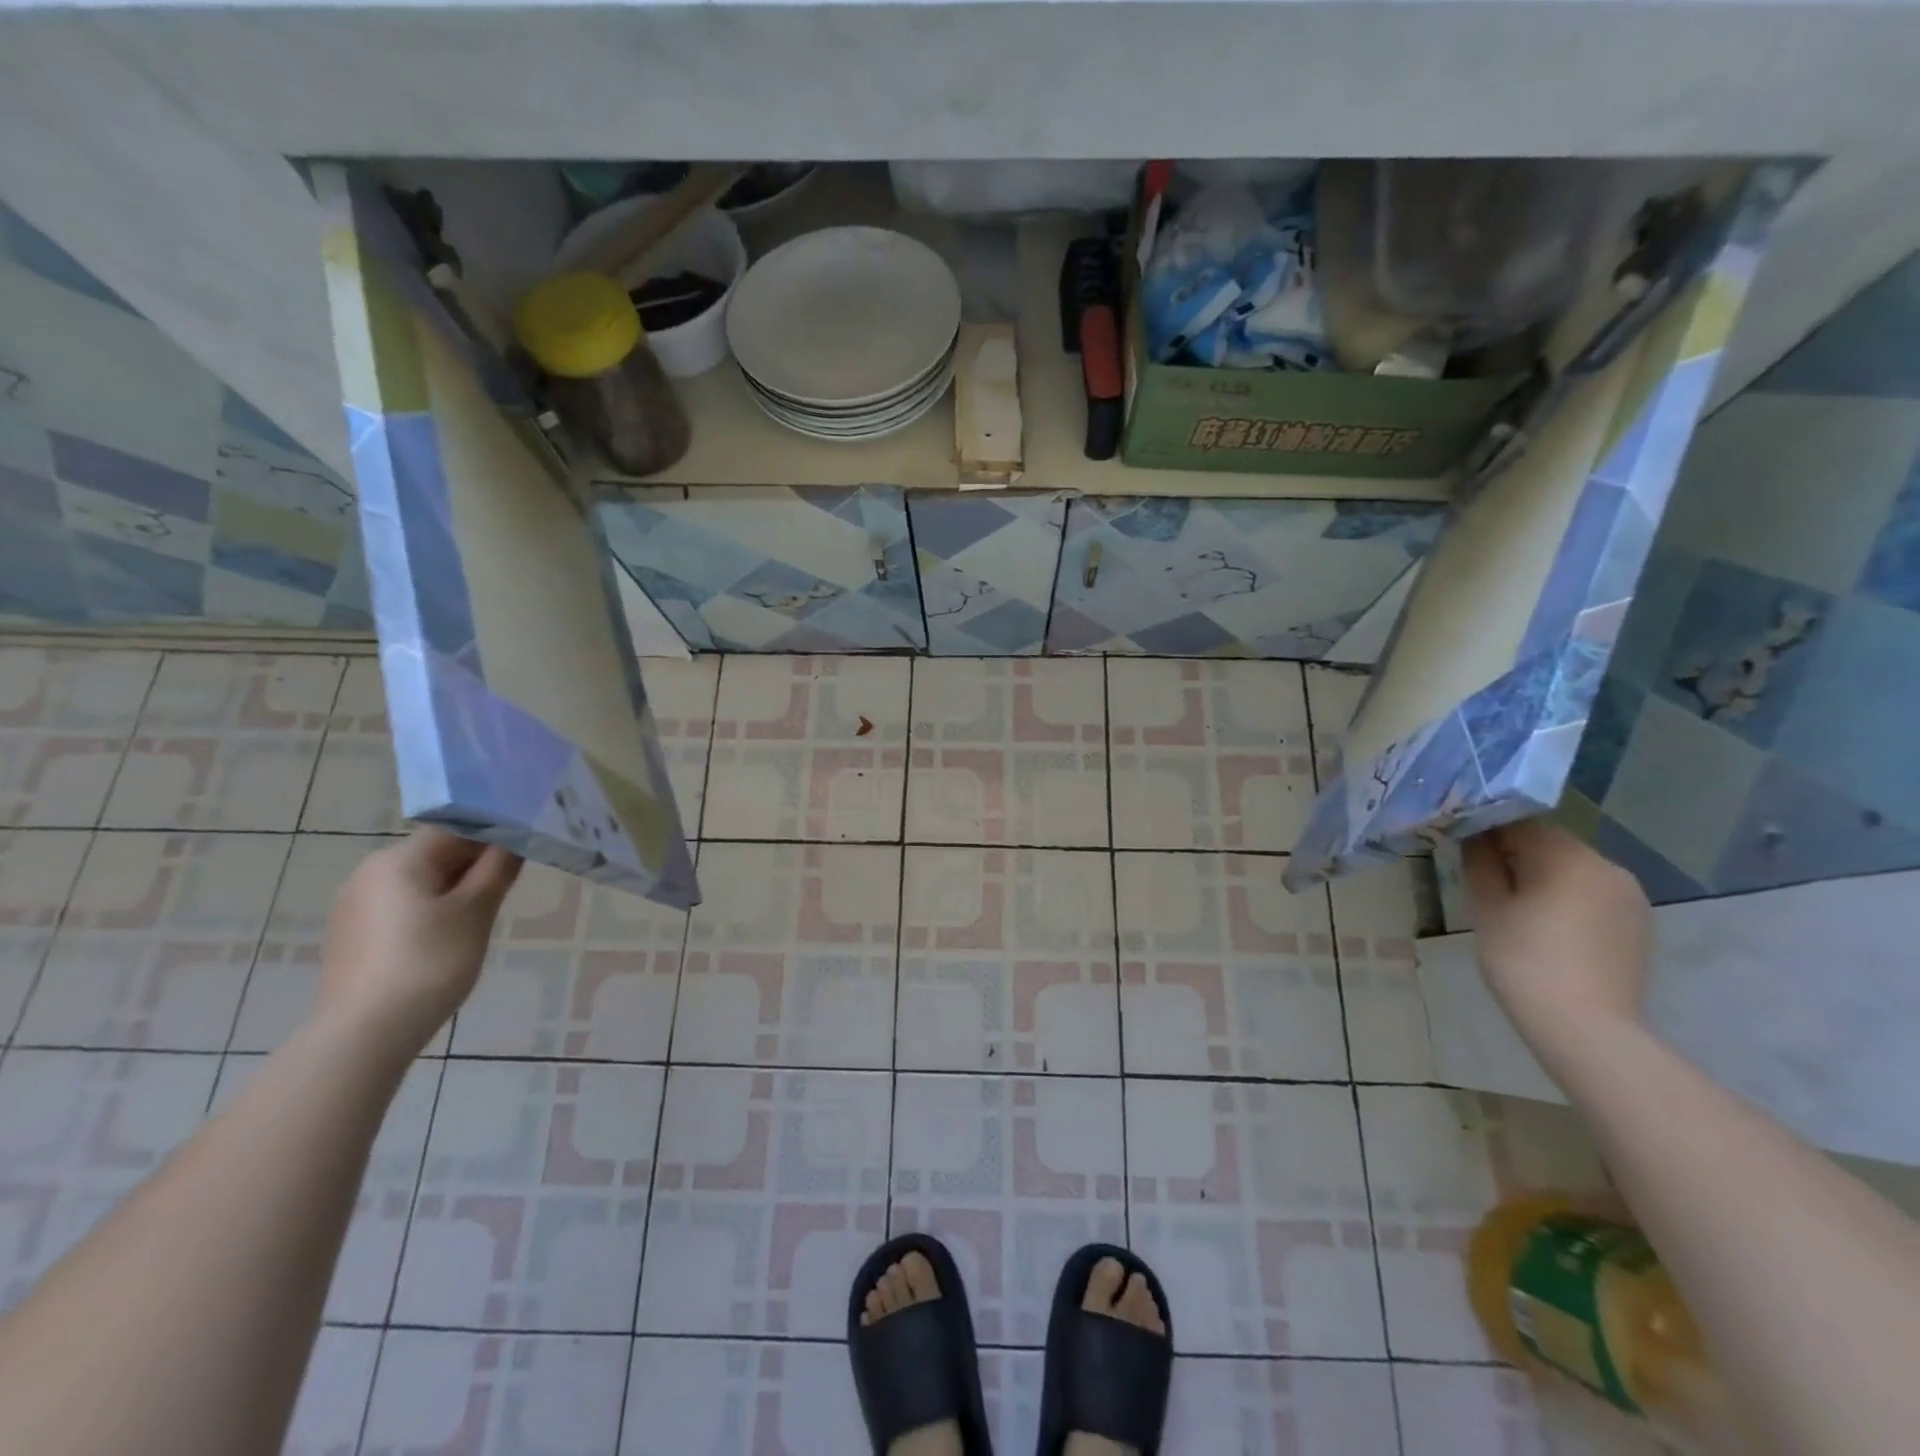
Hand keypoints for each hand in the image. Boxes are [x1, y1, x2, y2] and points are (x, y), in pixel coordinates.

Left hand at [316, 827, 522, 1056]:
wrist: (365, 1032)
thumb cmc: (429, 961)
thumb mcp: (477, 911)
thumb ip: (498, 868)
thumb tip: (514, 840)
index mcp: (398, 859)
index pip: (456, 829)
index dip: (493, 838)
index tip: (522, 857)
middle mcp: (369, 873)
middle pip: (436, 855)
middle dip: (473, 869)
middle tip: (505, 893)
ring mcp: (355, 906)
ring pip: (419, 884)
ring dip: (453, 893)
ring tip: (477, 922)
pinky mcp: (351, 936)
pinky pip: (401, 909)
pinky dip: (428, 915)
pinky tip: (443, 944)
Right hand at [1460, 820, 1651, 1052]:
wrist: (1586, 1029)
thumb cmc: (1524, 960)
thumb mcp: (1487, 907)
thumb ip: (1479, 862)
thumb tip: (1474, 836)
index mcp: (1568, 856)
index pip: (1520, 821)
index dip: (1486, 827)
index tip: (1461, 843)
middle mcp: (1607, 866)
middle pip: (1549, 843)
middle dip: (1514, 853)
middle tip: (1481, 876)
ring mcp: (1629, 896)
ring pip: (1571, 869)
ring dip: (1541, 876)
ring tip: (1513, 905)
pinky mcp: (1638, 923)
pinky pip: (1591, 894)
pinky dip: (1565, 898)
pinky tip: (1546, 926)